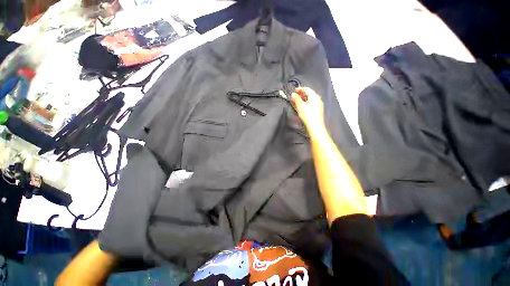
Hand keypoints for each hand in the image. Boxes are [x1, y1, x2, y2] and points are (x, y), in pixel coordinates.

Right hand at [291, 87, 324, 130]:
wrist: (315, 126)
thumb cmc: (309, 116)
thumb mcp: (300, 106)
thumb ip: (296, 99)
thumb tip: (293, 94)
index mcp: (314, 96)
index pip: (307, 89)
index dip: (300, 89)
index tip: (294, 90)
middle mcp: (317, 99)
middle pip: (309, 94)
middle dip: (301, 94)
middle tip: (295, 96)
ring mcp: (318, 105)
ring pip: (309, 99)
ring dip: (303, 99)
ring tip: (296, 101)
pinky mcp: (317, 111)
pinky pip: (310, 104)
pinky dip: (305, 103)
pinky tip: (301, 107)